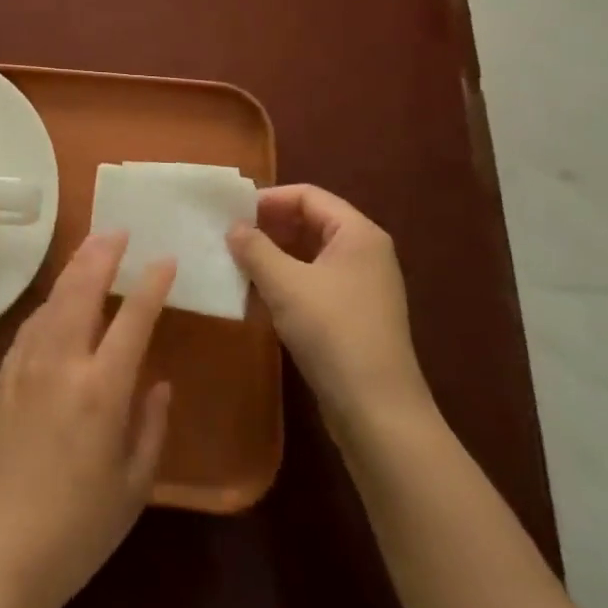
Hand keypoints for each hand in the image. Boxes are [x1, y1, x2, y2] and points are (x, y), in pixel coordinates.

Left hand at [0, 232, 174, 607]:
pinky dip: (52, 300)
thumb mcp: (133, 487)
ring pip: (53, 299)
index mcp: (101, 390)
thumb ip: (150, 426)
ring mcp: (25, 365)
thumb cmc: (76, 530)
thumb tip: (158, 381)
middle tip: (118, 230)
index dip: (152, 284)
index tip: (165, 259)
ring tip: (92, 251)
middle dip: (101, 253)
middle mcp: (61, 363)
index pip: (133, 318)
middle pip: (82, 288)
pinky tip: (60, 301)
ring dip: (74, 269)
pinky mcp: (3, 377)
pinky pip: (33, 323)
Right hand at [228, 185, 431, 418]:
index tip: (231, 212)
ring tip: (237, 262)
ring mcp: (362, 285)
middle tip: (230, 235)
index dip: (268, 199)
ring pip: (310, 253)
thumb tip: (234, 227)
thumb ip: (254, 248)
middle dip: (269, 226)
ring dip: (274, 254)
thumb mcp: (285, 284)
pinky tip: (257, 293)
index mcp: (358, 233)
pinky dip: (286, 279)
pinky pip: (315, 281)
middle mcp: (365, 252)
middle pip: (311, 221)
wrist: (378, 411)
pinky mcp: (354, 314)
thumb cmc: (333, 332)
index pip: (308, 195)